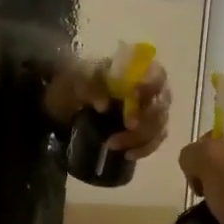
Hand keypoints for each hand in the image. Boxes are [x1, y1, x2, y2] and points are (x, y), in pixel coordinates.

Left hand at [45, 57, 172, 159]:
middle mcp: (148, 89)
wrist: (64, 103)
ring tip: (114, 145)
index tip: (133, 97)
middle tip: (127, 127)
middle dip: (146, 120)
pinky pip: (153, 141)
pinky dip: (144, 149)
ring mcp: (148, 111)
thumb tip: (104, 106)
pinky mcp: (144, 131)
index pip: (156, 74)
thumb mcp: (75, 80)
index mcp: (134, 69)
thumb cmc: (74, 84)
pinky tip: (128, 154)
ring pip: (159, 126)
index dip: (151, 86)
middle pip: (160, 105)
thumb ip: (89, 86)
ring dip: (142, 139)